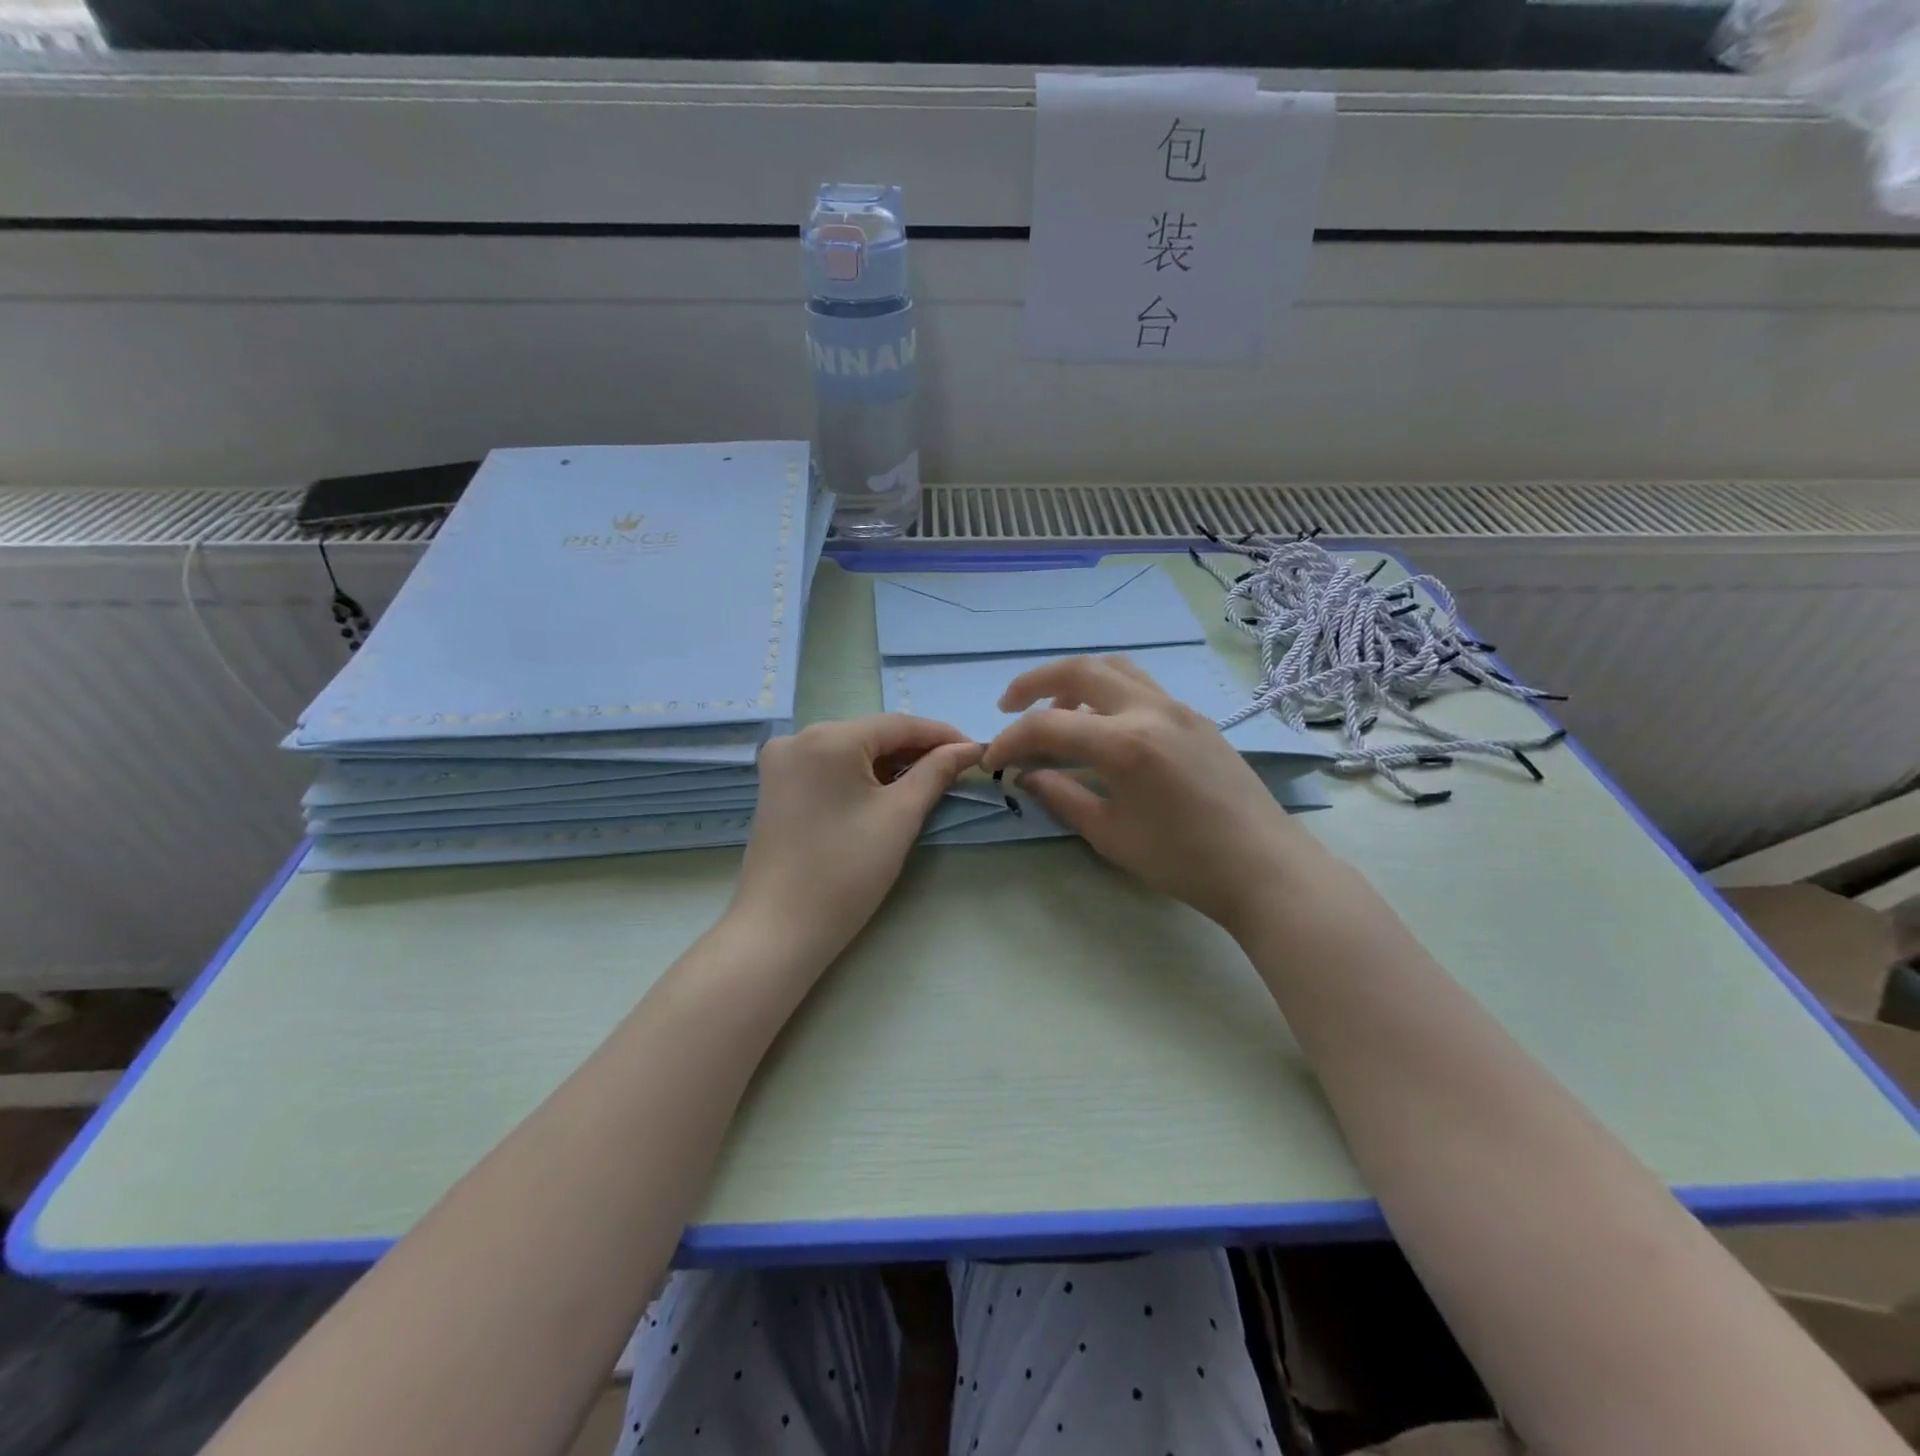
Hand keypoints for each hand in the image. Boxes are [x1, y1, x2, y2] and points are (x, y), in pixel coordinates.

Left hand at [733, 715, 980, 966]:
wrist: (780, 930)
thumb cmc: (846, 872)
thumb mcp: (900, 817)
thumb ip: (936, 773)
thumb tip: (967, 749)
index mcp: (827, 738)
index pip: (897, 724)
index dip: (941, 735)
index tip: (976, 750)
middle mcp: (797, 738)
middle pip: (871, 735)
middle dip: (916, 751)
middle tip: (958, 769)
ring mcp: (781, 763)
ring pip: (851, 751)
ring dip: (890, 764)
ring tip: (929, 782)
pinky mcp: (776, 787)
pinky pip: (829, 768)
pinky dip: (861, 776)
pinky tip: (887, 792)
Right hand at [981, 656, 1328, 936]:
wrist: (1263, 867)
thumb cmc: (1183, 860)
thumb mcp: (1110, 835)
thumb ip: (1062, 796)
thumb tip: (1027, 775)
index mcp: (1126, 743)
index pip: (1049, 724)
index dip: (1011, 739)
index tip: (992, 758)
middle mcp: (1151, 709)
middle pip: (1081, 669)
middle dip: (1035, 682)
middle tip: (1009, 706)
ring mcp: (1178, 708)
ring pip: (1116, 668)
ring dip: (1076, 680)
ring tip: (1057, 711)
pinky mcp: (1196, 718)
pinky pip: (1142, 687)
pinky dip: (1108, 692)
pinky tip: (1103, 726)